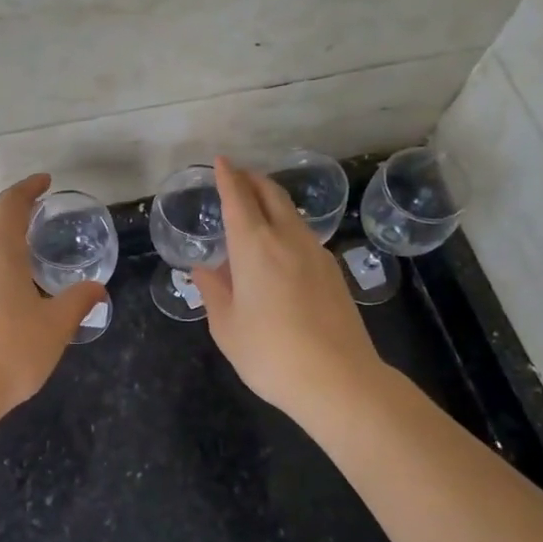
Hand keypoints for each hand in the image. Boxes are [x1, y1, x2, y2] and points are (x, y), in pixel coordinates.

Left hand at [0, 174, 107, 419]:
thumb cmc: (13, 350)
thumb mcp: (57, 325)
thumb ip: (78, 301)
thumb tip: (96, 289)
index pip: (11, 203)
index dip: (29, 188)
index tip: (45, 182)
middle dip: (13, 210)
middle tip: (38, 214)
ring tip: (24, 250)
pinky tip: (5, 284)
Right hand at [192, 157, 384, 425]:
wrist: (339, 380)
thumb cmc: (270, 353)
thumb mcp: (227, 326)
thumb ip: (213, 291)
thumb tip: (203, 269)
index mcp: (254, 247)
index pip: (238, 199)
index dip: (227, 177)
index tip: (220, 161)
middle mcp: (287, 239)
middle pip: (271, 195)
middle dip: (252, 179)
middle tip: (237, 176)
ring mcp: (317, 253)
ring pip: (291, 213)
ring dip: (272, 201)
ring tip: (256, 208)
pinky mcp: (334, 272)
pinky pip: (304, 235)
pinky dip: (287, 226)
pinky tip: (280, 247)